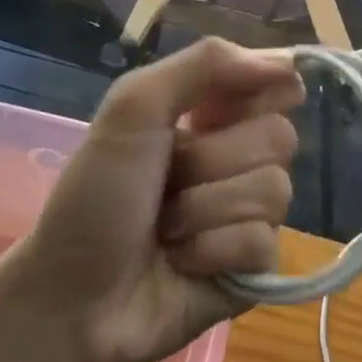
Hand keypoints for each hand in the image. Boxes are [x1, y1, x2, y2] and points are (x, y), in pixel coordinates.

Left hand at [13, 39, 301, 361]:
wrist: (74, 299)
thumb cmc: (97, 195)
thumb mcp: (134, 106)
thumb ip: (206, 64)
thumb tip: (287, 61)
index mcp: (213, 111)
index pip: (277, 80)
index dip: (259, 91)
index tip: (217, 110)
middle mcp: (239, 154)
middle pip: (281, 135)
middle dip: (213, 160)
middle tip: (170, 178)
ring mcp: (250, 211)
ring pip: (275, 190)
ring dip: (205, 209)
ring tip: (165, 227)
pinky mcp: (255, 265)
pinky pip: (264, 242)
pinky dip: (212, 250)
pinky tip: (182, 261)